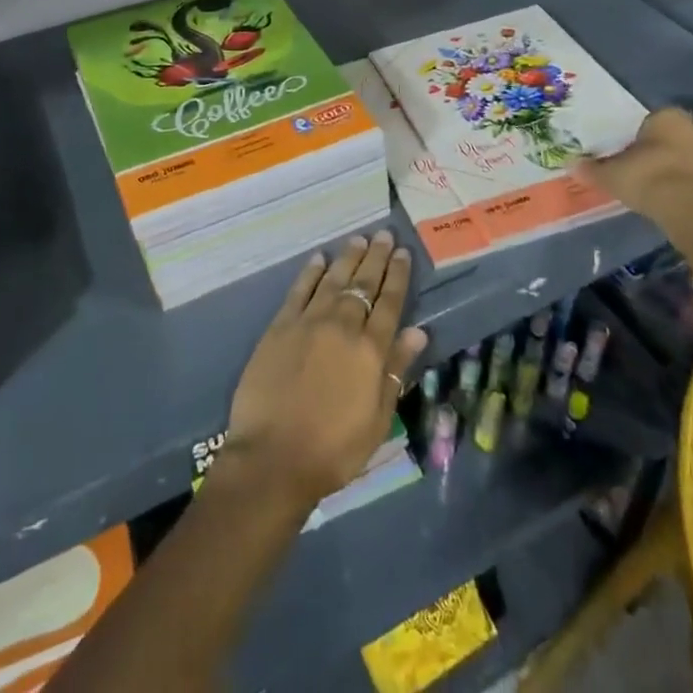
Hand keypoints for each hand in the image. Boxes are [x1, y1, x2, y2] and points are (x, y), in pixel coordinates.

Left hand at [224, 231, 428, 506]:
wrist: (273, 457)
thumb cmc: (333, 449)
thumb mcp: (377, 420)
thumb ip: (396, 370)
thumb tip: (418, 332)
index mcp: (370, 351)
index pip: (390, 303)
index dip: (398, 276)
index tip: (404, 253)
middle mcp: (342, 327)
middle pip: (363, 284)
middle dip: (377, 258)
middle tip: (385, 235)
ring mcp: (309, 322)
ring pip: (334, 280)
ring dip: (348, 258)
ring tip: (359, 239)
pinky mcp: (280, 326)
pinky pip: (300, 290)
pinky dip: (311, 272)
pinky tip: (319, 258)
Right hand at [577, 107, 692, 263]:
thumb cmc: (650, 182)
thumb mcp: (613, 177)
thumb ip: (594, 170)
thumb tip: (572, 164)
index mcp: (665, 119)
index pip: (654, 118)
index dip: (646, 133)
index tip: (638, 149)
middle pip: (685, 128)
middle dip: (679, 139)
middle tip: (664, 159)